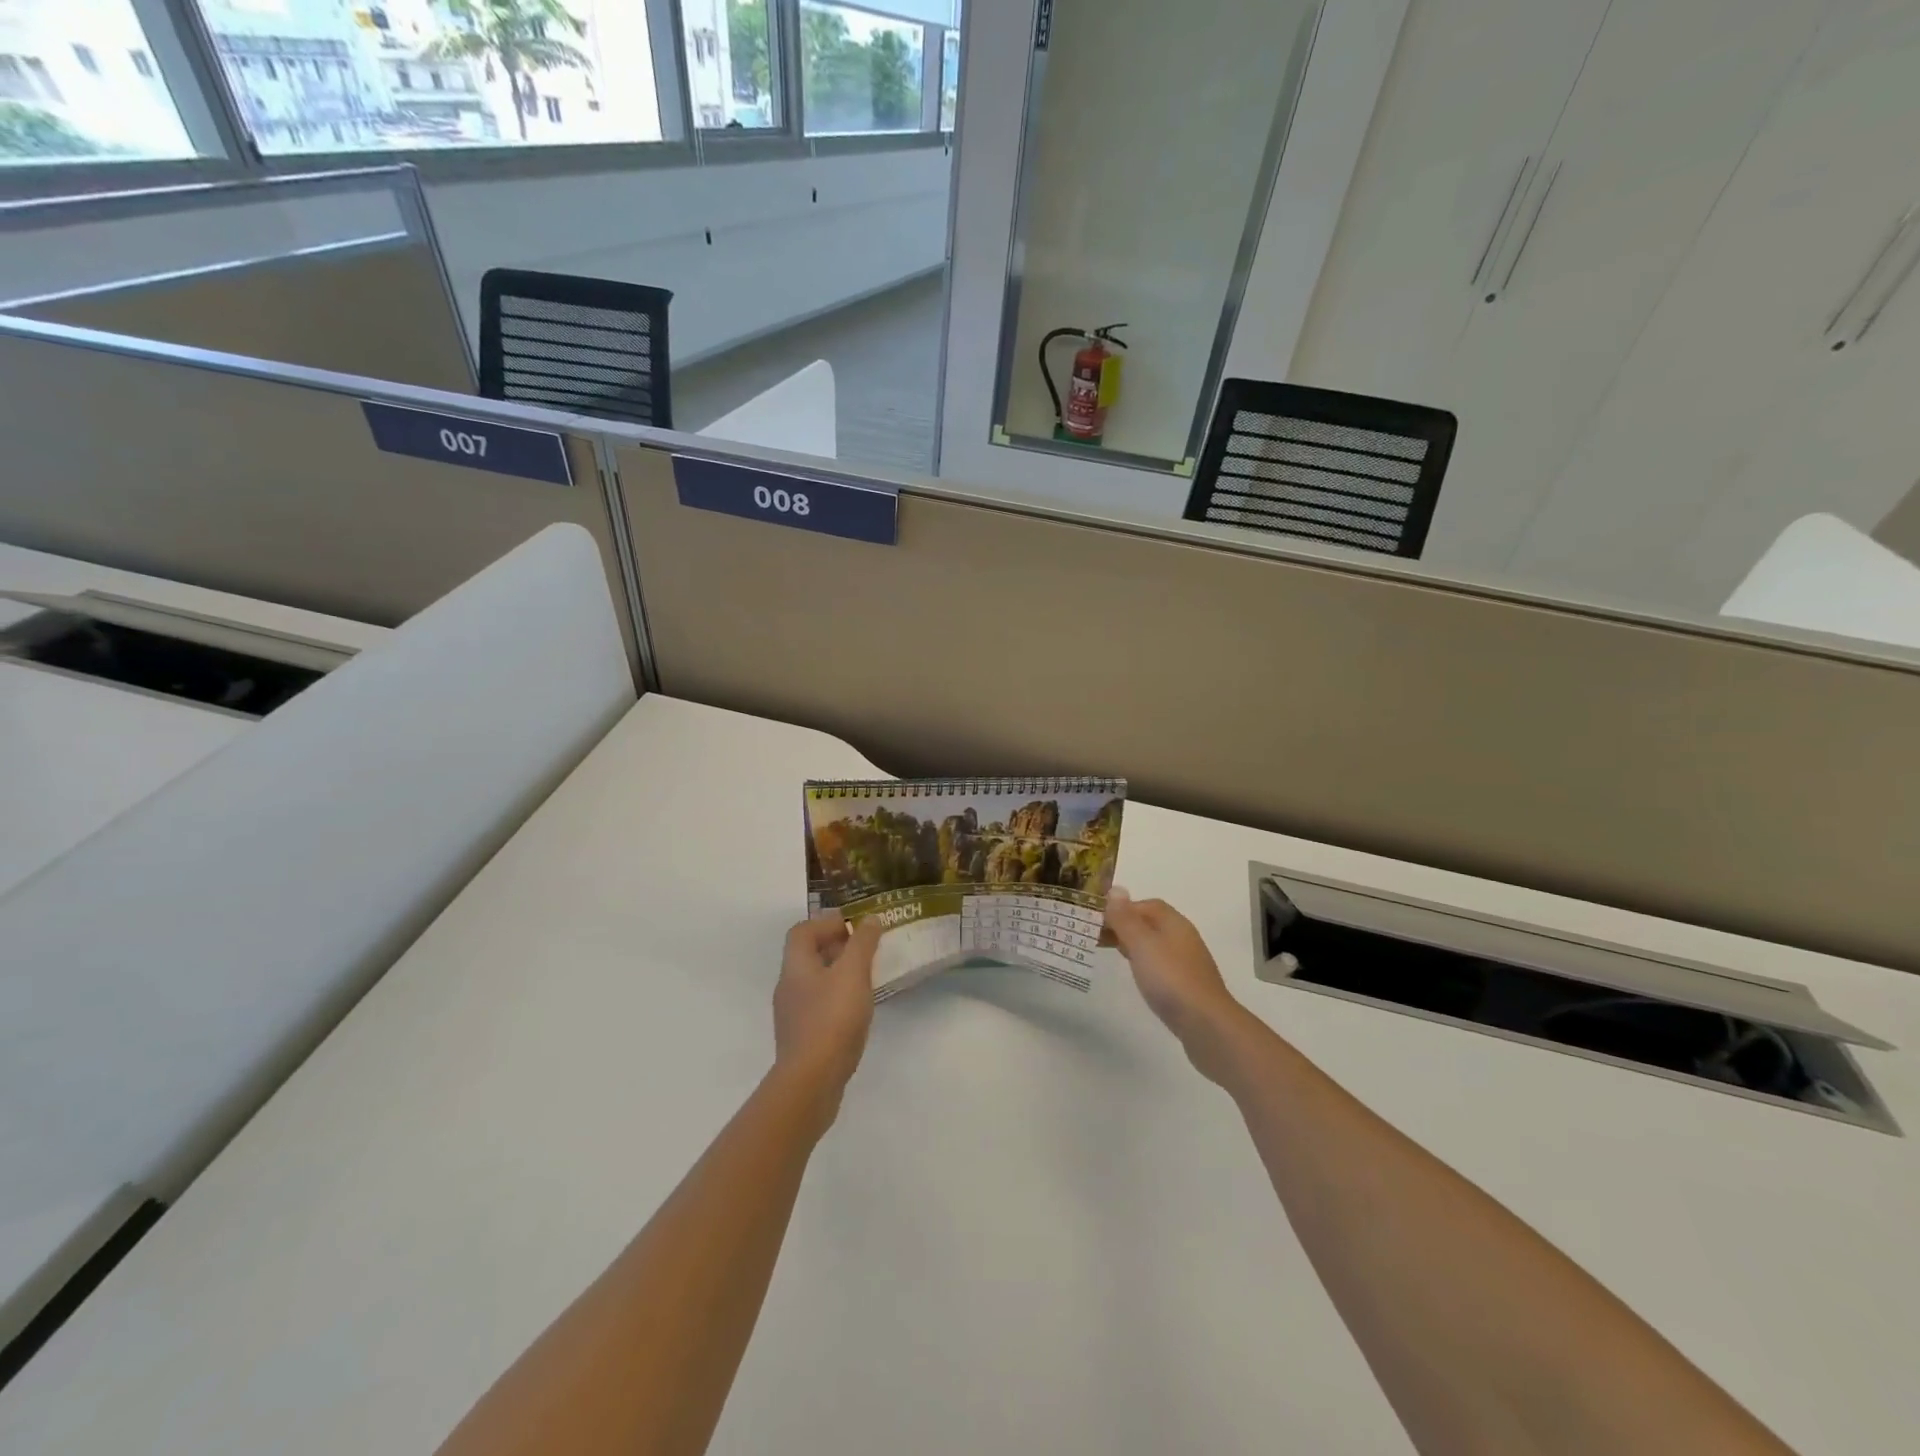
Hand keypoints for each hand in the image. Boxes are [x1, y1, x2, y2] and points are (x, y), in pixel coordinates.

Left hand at [772, 912, 882, 1116]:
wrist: (811, 1082)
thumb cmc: (832, 1019)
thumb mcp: (853, 974)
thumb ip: (862, 943)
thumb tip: (869, 919)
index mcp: (796, 967)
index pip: (802, 931)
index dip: (826, 923)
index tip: (854, 926)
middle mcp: (788, 987)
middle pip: (807, 956)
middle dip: (835, 947)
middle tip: (865, 948)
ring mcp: (793, 1015)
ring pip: (814, 982)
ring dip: (837, 973)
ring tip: (866, 977)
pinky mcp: (802, 1039)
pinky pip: (819, 1006)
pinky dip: (837, 999)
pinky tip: (857, 1010)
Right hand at [1105, 889, 1248, 1079]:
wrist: (1206, 1025)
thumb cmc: (1170, 978)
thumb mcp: (1141, 944)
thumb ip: (1125, 918)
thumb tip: (1115, 889)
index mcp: (1174, 923)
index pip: (1147, 904)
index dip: (1122, 908)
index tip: (1098, 920)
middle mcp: (1183, 938)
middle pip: (1151, 923)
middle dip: (1125, 926)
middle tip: (1098, 937)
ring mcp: (1187, 963)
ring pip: (1155, 945)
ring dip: (1134, 945)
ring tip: (1112, 954)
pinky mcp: (1187, 985)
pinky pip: (1161, 965)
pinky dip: (1145, 964)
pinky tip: (1138, 976)